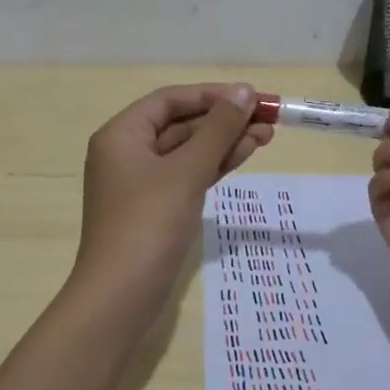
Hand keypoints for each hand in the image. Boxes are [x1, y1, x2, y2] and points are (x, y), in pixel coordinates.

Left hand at [74, 83, 272, 300]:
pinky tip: (245, 154)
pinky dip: (214, 165)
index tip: (252, 96)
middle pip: (180, 124)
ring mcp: (141, 183)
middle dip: (224, 120)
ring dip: (224, 142)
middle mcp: (127, 153)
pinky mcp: (156, 208)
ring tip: (268, 135)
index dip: (212, 95)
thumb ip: (217, 130)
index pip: (170, 100)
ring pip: (188, 151)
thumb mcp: (186, 171)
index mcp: (121, 135)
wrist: (120, 296)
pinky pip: (187, 175)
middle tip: (269, 117)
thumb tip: (243, 92)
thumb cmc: (148, 224)